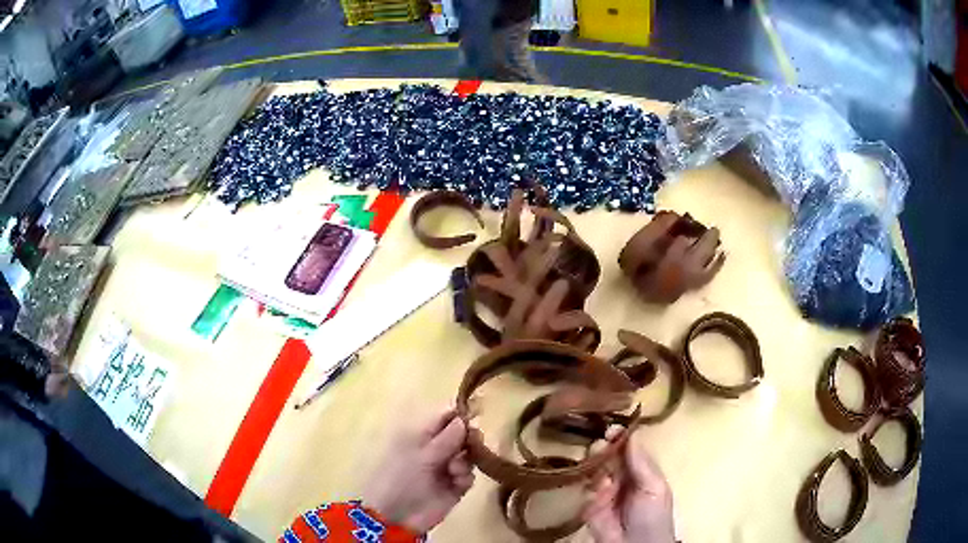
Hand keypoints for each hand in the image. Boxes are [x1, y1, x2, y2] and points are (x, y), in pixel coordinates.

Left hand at [363, 409, 474, 533]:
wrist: (396, 516)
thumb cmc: (402, 479)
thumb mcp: (422, 455)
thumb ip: (447, 438)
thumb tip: (465, 418)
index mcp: (421, 434)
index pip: (446, 415)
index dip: (461, 413)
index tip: (476, 416)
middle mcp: (436, 447)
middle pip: (462, 433)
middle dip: (469, 439)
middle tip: (470, 445)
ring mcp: (446, 467)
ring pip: (468, 454)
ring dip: (466, 460)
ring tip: (455, 471)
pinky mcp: (455, 486)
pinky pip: (469, 475)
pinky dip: (465, 477)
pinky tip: (457, 484)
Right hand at [583, 428, 675, 542]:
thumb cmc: (653, 515)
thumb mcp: (654, 486)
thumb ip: (641, 462)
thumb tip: (631, 433)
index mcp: (641, 470)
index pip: (628, 448)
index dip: (620, 437)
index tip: (612, 428)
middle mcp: (622, 477)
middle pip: (609, 455)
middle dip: (604, 446)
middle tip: (601, 442)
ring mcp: (604, 491)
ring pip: (595, 469)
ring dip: (595, 461)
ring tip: (597, 458)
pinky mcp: (589, 505)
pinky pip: (585, 489)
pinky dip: (588, 484)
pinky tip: (596, 485)